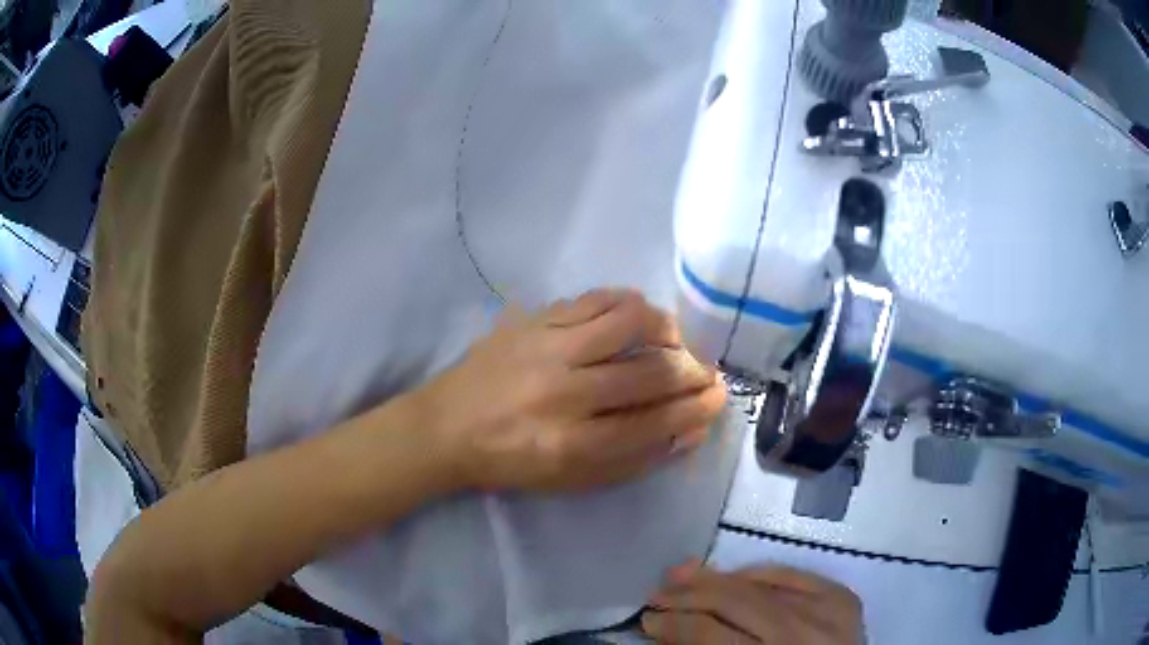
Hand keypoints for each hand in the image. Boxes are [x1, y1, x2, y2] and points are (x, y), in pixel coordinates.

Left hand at [415, 289, 725, 492]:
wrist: (445, 427)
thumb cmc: (511, 462)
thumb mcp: (573, 480)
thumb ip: (635, 459)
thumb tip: (689, 431)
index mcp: (572, 444)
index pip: (655, 421)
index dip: (695, 409)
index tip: (718, 398)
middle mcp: (563, 392)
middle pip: (651, 371)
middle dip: (693, 371)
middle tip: (707, 372)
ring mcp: (546, 347)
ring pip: (628, 320)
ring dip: (666, 328)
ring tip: (674, 340)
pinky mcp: (533, 319)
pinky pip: (594, 298)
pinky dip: (627, 304)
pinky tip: (635, 317)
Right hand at [642, 561, 863, 644]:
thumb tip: (669, 634)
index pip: (710, 635)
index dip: (674, 626)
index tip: (646, 622)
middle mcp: (801, 634)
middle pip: (735, 602)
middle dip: (687, 597)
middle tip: (656, 597)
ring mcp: (828, 610)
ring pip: (762, 582)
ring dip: (716, 578)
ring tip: (682, 575)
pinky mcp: (844, 597)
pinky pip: (794, 574)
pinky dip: (761, 573)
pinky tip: (736, 575)